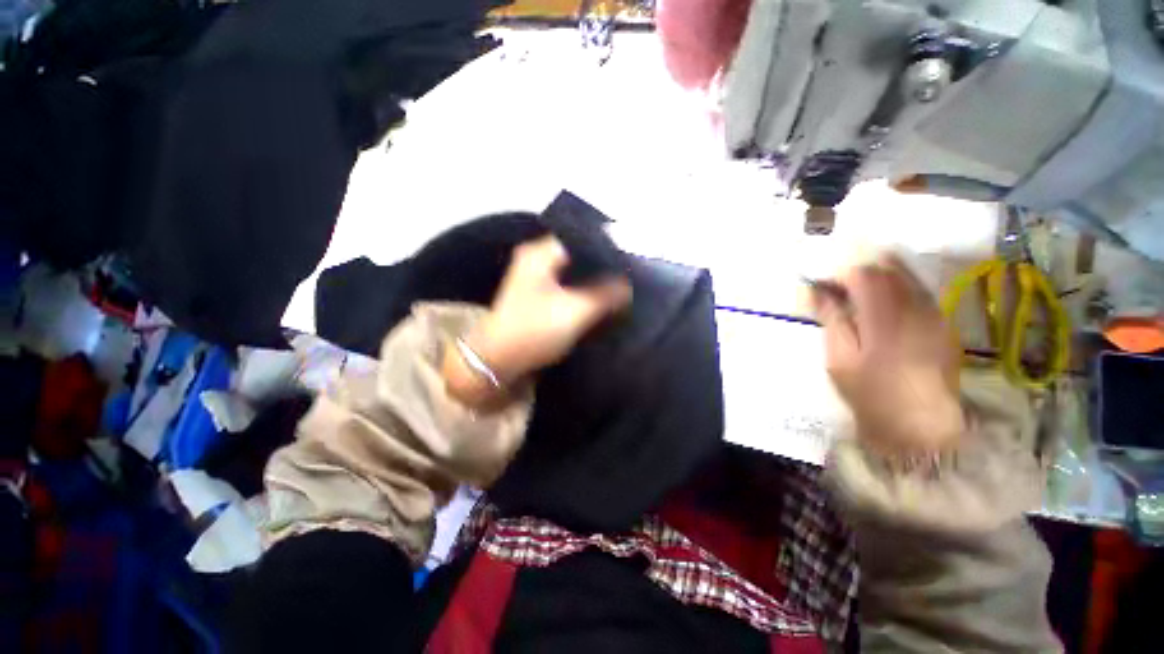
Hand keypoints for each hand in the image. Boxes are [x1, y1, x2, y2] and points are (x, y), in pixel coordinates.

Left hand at [444, 236, 631, 406]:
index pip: (581, 238)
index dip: (607, 247)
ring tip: (620, 284)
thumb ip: (605, 294)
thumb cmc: (534, 331)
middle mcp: (536, 259)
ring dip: (593, 279)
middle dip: (602, 265)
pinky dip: (582, 290)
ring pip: (573, 271)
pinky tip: (600, 297)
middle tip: (628, 273)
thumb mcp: (575, 311)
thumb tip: (629, 285)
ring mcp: (535, 278)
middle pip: (578, 254)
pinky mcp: (537, 296)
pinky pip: (567, 285)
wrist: (499, 361)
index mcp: (540, 253)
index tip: (631, 259)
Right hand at [812, 255, 965, 451]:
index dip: (839, 276)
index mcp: (885, 314)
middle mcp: (915, 305)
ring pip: (905, 276)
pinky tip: (883, 316)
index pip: (863, 273)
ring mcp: (934, 313)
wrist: (922, 426)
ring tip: (859, 305)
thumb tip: (815, 290)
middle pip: (888, 267)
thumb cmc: (872, 393)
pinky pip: (917, 292)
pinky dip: (896, 293)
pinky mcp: (943, 323)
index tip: (823, 291)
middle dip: (859, 275)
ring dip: (878, 282)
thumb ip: (830, 318)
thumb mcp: (839, 358)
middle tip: (839, 297)